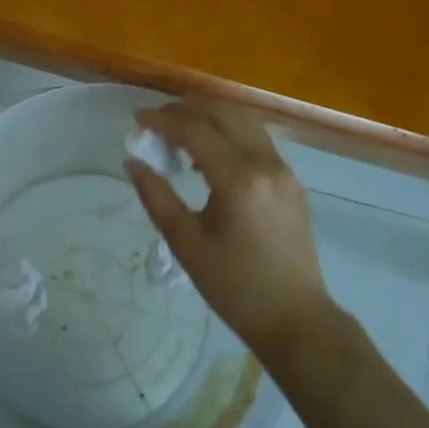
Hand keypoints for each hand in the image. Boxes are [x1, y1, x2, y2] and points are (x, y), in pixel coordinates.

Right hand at [124, 100, 333, 361]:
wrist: (296, 320)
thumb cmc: (235, 288)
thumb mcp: (187, 244)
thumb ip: (157, 197)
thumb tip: (132, 162)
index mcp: (239, 179)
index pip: (196, 129)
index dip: (163, 120)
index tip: (138, 119)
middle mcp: (266, 163)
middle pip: (224, 112)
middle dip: (187, 108)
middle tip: (157, 120)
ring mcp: (284, 170)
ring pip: (244, 120)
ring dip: (211, 116)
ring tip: (180, 133)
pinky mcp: (292, 181)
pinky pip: (257, 139)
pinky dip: (230, 133)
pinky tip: (210, 154)